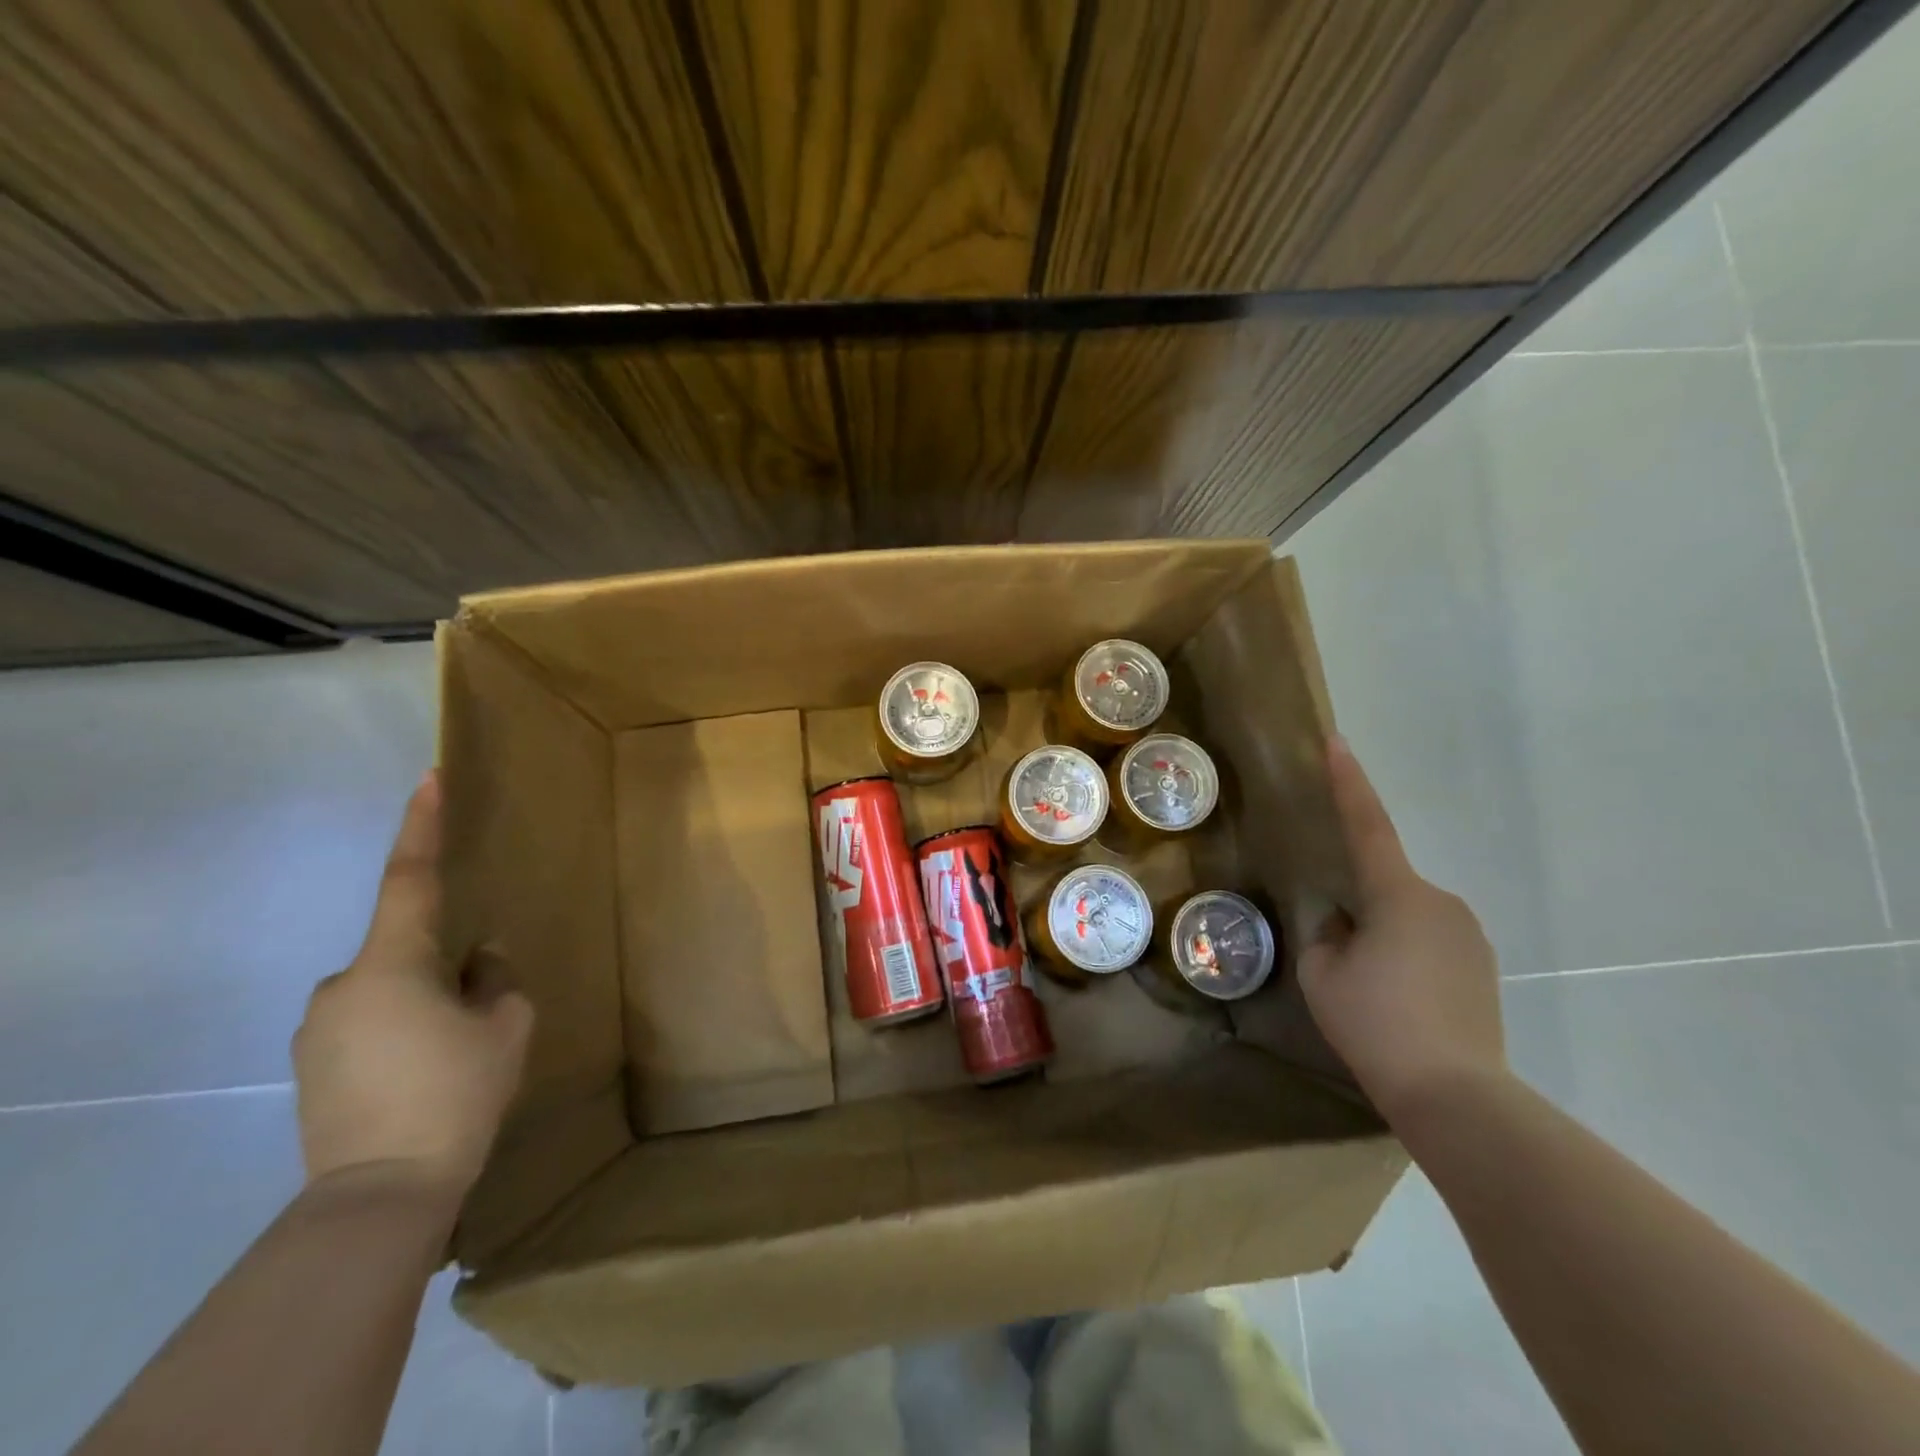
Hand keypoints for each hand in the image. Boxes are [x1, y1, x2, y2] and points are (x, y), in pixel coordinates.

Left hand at [293, 772, 532, 1197]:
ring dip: (425, 1002)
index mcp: (392, 964)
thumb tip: (478, 962)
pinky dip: (402, 1031)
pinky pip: (368, 1022)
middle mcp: (343, 985)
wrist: (381, 1194)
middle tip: (481, 1009)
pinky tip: (425, 1074)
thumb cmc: (454, 1093)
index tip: (427, 779)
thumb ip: (494, 980)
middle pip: (405, 947)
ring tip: (456, 1054)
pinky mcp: (312, 1065)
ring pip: (389, 988)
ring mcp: (318, 1027)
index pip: (410, 878)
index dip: (421, 826)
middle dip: (445, 963)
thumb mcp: (505, 1027)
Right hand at [1297, 738, 1506, 1123]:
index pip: (1367, 826)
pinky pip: (1431, 942)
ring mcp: (1469, 935)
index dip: (1349, 783)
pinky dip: (1408, 958)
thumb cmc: (1376, 1024)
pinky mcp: (1483, 966)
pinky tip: (1401, 1003)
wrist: (1456, 1095)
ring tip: (1372, 992)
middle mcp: (1441, 902)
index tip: (1337, 742)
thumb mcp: (1323, 974)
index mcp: (1397, 895)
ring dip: (1384, 937)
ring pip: (1407, 917)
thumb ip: (1326, 934)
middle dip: (1359, 907)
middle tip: (1340, 960)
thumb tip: (1346, 923)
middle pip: (1386, 886)